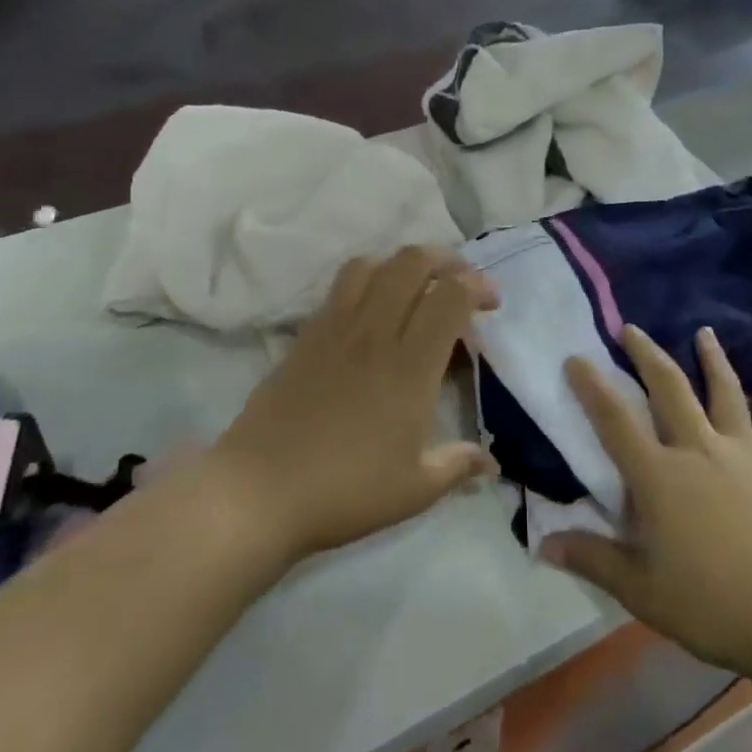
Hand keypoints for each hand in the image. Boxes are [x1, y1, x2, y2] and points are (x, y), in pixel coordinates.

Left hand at [212, 247, 498, 567]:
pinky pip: (340, 287)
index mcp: (411, 364)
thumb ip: (457, 466)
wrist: (260, 491)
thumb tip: (492, 465)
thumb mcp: (414, 489)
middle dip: (445, 261)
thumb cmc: (345, 490)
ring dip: (401, 265)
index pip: (450, 295)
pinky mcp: (307, 335)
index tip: (491, 304)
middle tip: (459, 284)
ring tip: (414, 288)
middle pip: (412, 263)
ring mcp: (336, 328)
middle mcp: (376, 332)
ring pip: (372, 265)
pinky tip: (372, 313)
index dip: (478, 286)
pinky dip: (366, 281)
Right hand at [543, 326, 751, 677]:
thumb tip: (543, 544)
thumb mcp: (639, 589)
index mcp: (658, 476)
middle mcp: (697, 450)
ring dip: (713, 360)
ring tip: (704, 332)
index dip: (591, 387)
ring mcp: (742, 455)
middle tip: (631, 328)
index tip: (576, 357)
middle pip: (669, 389)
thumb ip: (591, 558)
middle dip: (646, 355)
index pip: (614, 421)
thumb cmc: (708, 603)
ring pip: (725, 394)